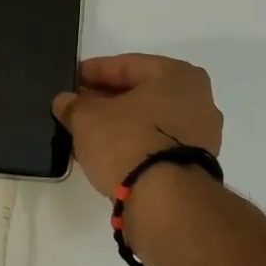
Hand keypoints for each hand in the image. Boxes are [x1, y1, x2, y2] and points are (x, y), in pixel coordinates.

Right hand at [52, 54, 222, 197]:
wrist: (165, 201)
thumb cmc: (128, 141)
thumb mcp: (87, 118)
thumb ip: (73, 105)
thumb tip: (65, 102)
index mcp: (177, 75)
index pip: (126, 65)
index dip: (93, 71)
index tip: (71, 79)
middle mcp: (197, 99)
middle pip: (141, 93)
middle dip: (106, 100)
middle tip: (77, 107)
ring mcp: (201, 135)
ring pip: (149, 121)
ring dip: (118, 125)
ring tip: (86, 133)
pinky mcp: (195, 165)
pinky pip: (156, 144)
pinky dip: (132, 145)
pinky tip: (106, 153)